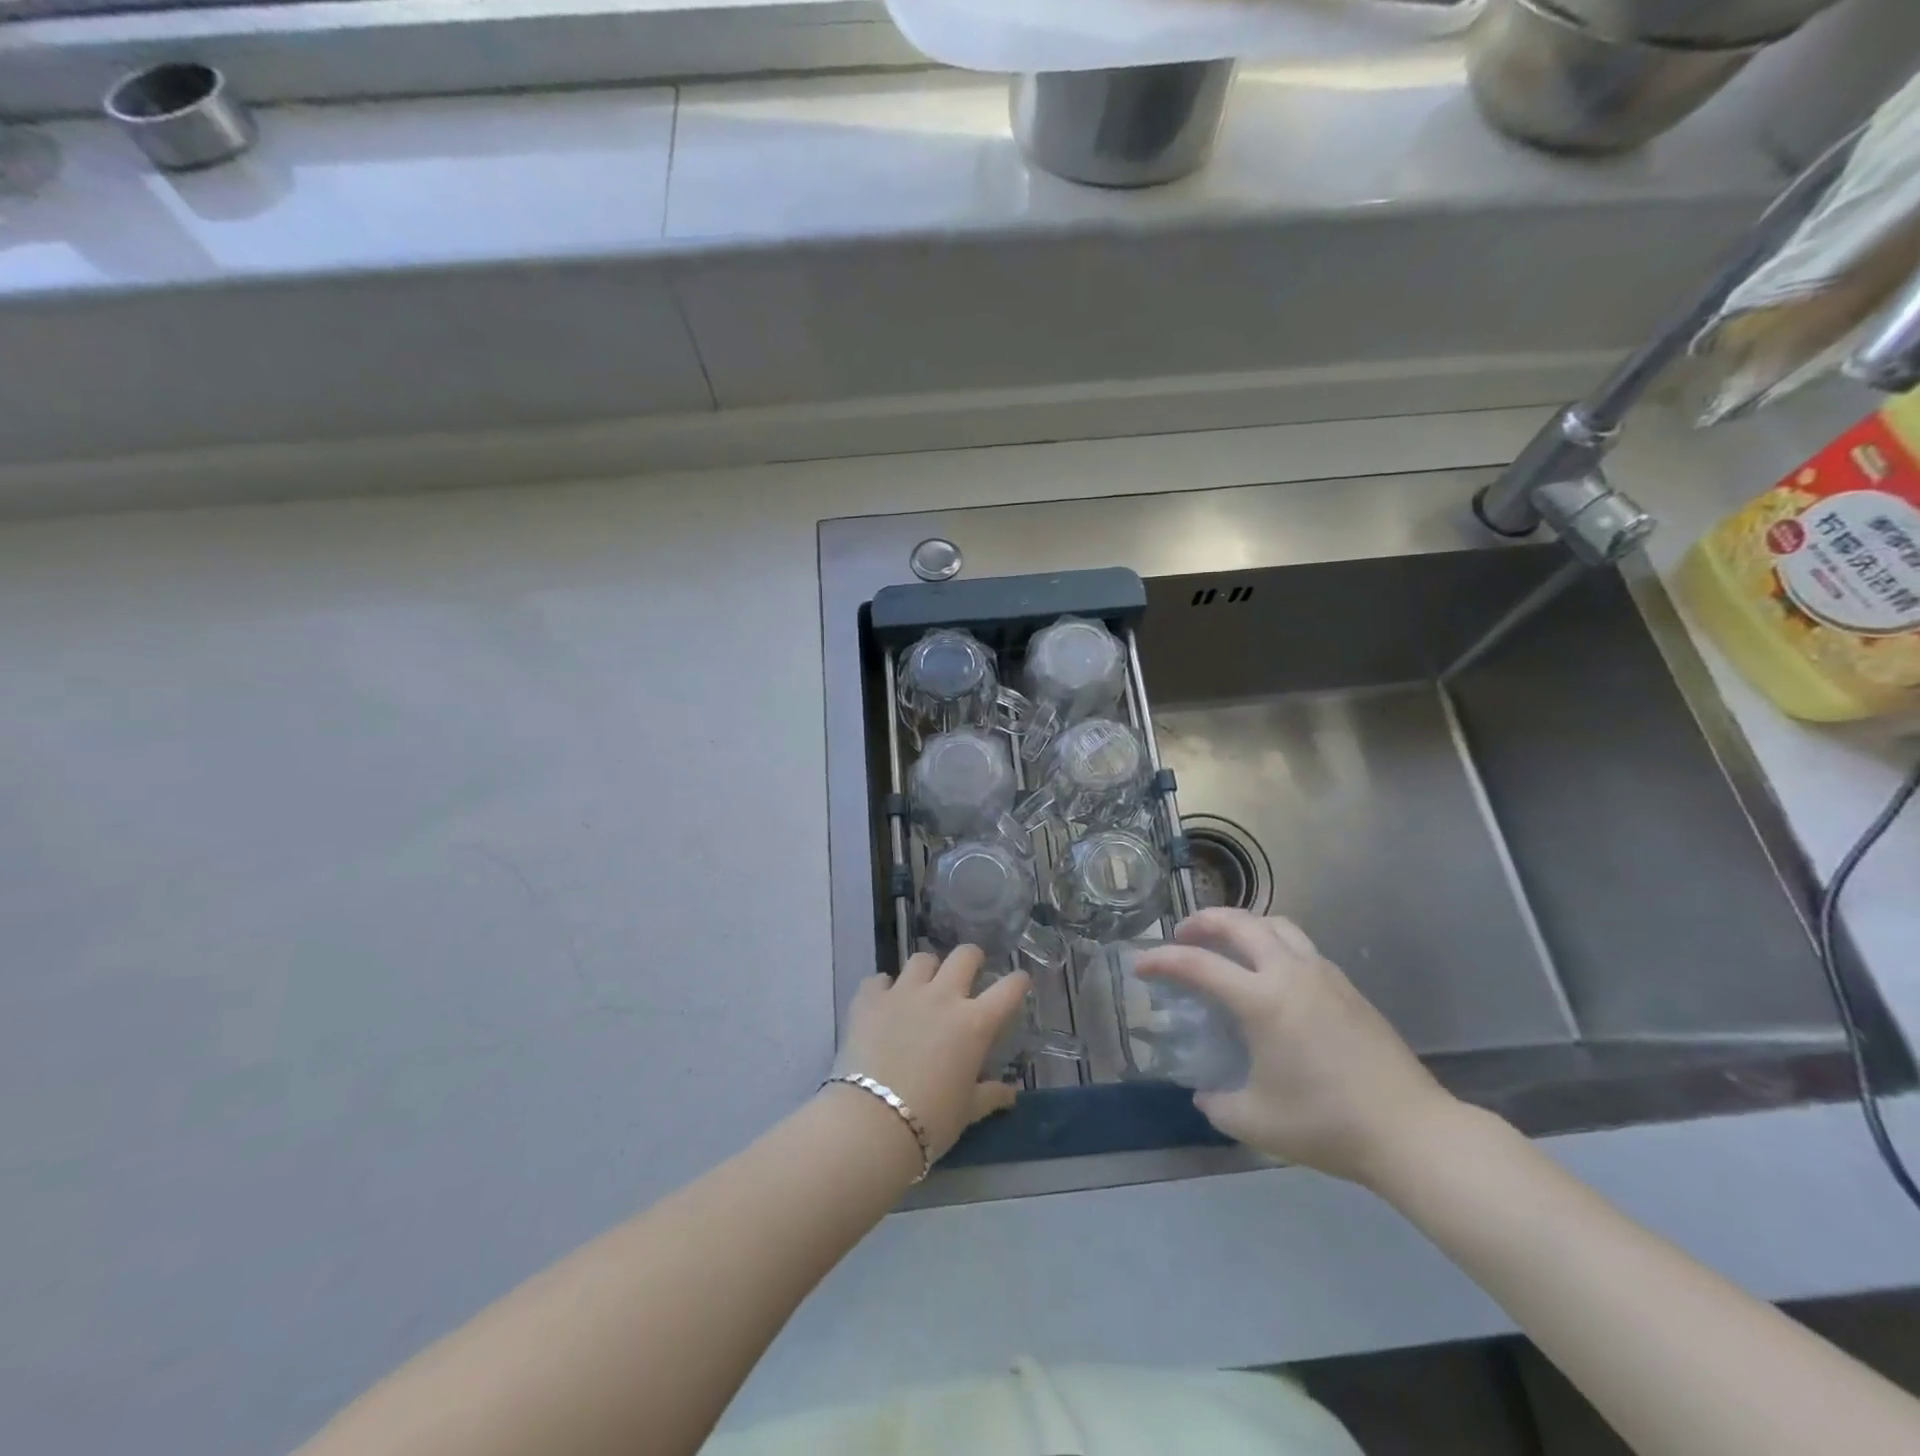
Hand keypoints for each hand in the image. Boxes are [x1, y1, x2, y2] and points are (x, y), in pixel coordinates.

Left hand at [833, 947, 1026, 1162]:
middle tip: (969, 972)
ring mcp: (904, 993)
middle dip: (971, 959)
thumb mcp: (968, 1111)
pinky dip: (883, 988)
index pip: (1009, 989)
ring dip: (927, 970)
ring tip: (923, 987)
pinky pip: (878, 980)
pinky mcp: (870, 999)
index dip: (1018, 981)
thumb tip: (1010, 1094)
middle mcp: (943, 997)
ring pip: (921, 960)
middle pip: (964, 955)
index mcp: (975, 1023)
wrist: (872, 1122)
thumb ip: (990, 1095)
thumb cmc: (931, 1120)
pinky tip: (883, 1004)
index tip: (1019, 982)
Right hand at [1134, 908, 1459, 1187]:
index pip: (1198, 964)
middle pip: (1239, 922)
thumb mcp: (1255, 1122)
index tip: (1140, 966)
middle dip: (1203, 921)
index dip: (1162, 960)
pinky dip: (1272, 943)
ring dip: (1242, 925)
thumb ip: (1218, 1103)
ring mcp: (1324, 974)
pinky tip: (1270, 975)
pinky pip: (1300, 946)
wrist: (1411, 1132)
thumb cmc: (1326, 1124)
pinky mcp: (1347, 986)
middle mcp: (1290, 973)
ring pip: (1275, 924)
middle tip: (1182, 936)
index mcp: (1263, 1000)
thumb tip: (1205, 1093)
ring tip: (1226, 944)